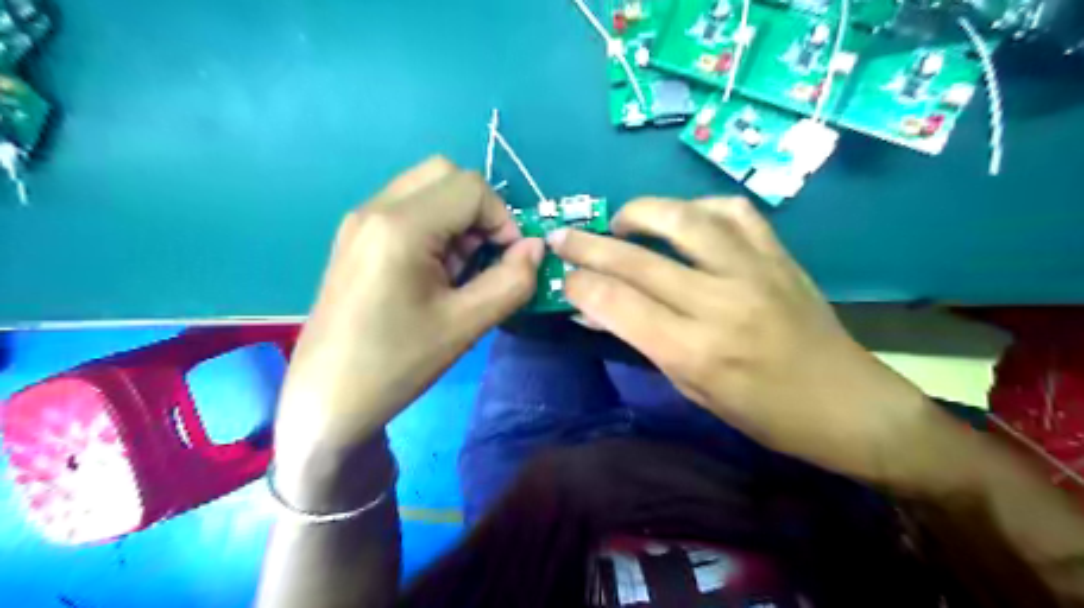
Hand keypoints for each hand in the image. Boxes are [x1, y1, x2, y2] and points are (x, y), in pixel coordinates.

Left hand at [272, 160, 542, 476]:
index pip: (471, 187)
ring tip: (456, 272)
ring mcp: (359, 221)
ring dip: (457, 220)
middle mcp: (375, 209)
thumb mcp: (466, 324)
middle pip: (446, 175)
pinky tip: (431, 274)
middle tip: (482, 259)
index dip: (503, 219)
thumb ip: (512, 280)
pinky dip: (434, 227)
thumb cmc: (397, 364)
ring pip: (426, 189)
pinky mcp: (354, 238)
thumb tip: (537, 247)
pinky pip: (407, 209)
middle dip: (480, 212)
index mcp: (400, 226)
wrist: (327, 399)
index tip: (508, 261)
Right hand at [553, 197, 941, 487]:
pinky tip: (684, 221)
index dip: (580, 285)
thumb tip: (595, 309)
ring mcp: (753, 270)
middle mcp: (719, 302)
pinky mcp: (777, 254)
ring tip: (620, 223)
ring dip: (640, 213)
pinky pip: (731, 211)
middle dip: (588, 245)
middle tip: (563, 237)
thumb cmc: (763, 413)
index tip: (563, 279)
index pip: (618, 303)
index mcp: (695, 350)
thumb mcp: (692, 389)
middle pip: (637, 259)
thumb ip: (641, 342)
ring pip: (682, 218)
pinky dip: (697, 209)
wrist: (847, 403)